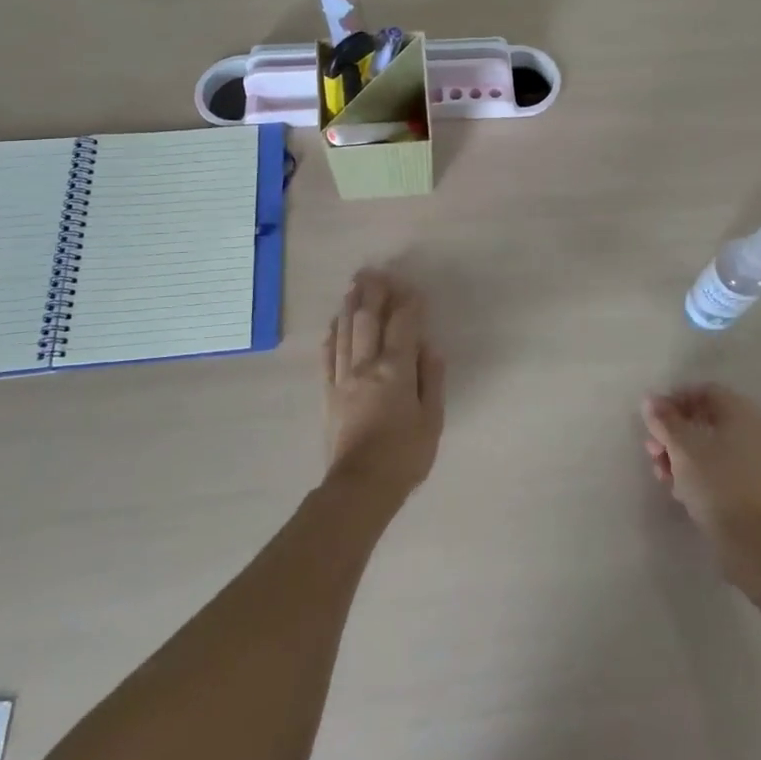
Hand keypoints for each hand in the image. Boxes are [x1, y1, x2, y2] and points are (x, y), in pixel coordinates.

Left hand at [323, 269, 445, 502]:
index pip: (403, 325)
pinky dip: (332, 335)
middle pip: (369, 320)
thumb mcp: (433, 419)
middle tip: (375, 272)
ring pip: (346, 332)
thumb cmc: (405, 455)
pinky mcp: (328, 393)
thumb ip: (431, 379)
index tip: (413, 289)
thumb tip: (429, 347)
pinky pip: (327, 356)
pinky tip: (335, 323)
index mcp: (396, 369)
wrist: (360, 488)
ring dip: (351, 306)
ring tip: (354, 285)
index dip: (409, 304)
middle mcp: (367, 365)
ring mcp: (343, 378)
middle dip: (374, 293)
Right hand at [642, 384, 760, 539]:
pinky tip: (677, 488)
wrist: (751, 541)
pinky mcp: (752, 486)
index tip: (653, 418)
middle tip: (652, 448)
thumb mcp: (682, 447)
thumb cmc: (715, 482)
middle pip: (705, 419)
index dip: (675, 400)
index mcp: (742, 413)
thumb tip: (650, 400)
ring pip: (710, 446)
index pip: (705, 392)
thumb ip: (664, 420)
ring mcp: (755, 460)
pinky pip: (720, 467)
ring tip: (660, 472)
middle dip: (674, 432)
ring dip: (680, 454)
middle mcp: (753, 430)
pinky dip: (697, 471)